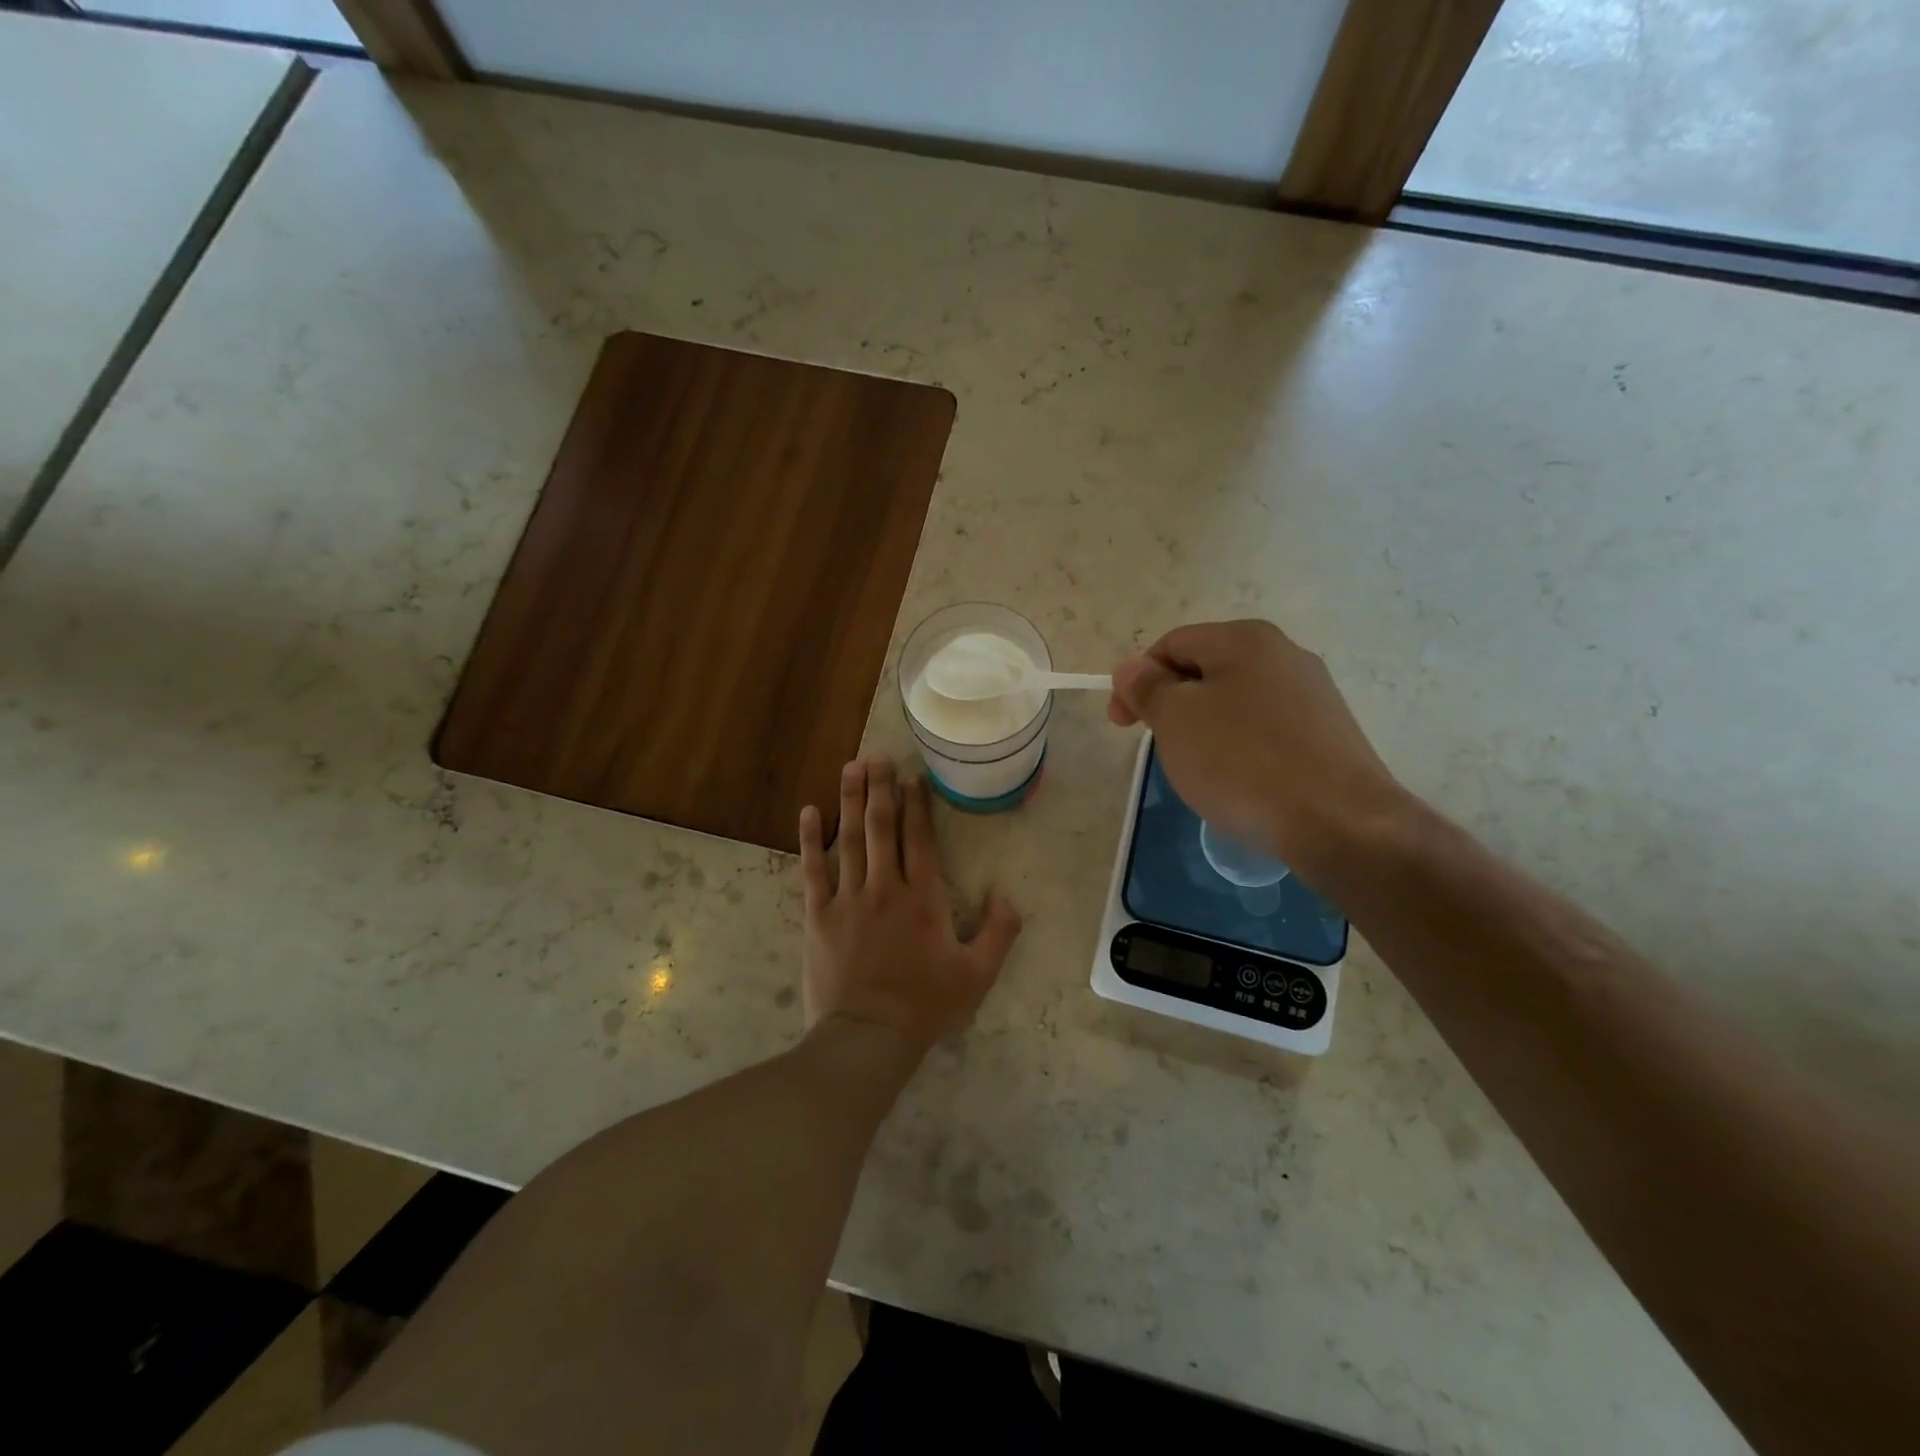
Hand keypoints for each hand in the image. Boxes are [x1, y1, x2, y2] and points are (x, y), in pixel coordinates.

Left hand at [798, 757, 1021, 1055]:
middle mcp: (885, 887)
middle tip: (877, 755)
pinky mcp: (819, 915)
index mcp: (923, 898)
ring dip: (850, 800)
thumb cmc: (926, 1006)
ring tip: (851, 767)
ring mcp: (849, 898)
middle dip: (880, 788)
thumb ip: (999, 931)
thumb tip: (1006, 894)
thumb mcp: (978, 974)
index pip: (919, 838)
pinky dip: (811, 839)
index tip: (912, 776)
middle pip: (881, 827)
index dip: (916, 804)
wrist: (868, 1036)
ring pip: (849, 838)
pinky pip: (813, 869)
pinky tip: (810, 811)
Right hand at [1108, 620, 1411, 881]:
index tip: (1122, 724)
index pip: (1172, 644)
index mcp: (1245, 639)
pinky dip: (1240, 749)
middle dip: (1173, 706)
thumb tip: (1131, 667)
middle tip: (1161, 748)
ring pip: (1236, 702)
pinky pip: (1266, 731)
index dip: (1137, 680)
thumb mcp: (1176, 720)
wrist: (1339, 822)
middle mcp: (1285, 654)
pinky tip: (1240, 783)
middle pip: (1206, 670)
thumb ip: (1148, 687)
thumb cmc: (1243, 762)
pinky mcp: (1328, 734)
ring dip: (1205, 729)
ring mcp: (1313, 694)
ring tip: (1200, 771)